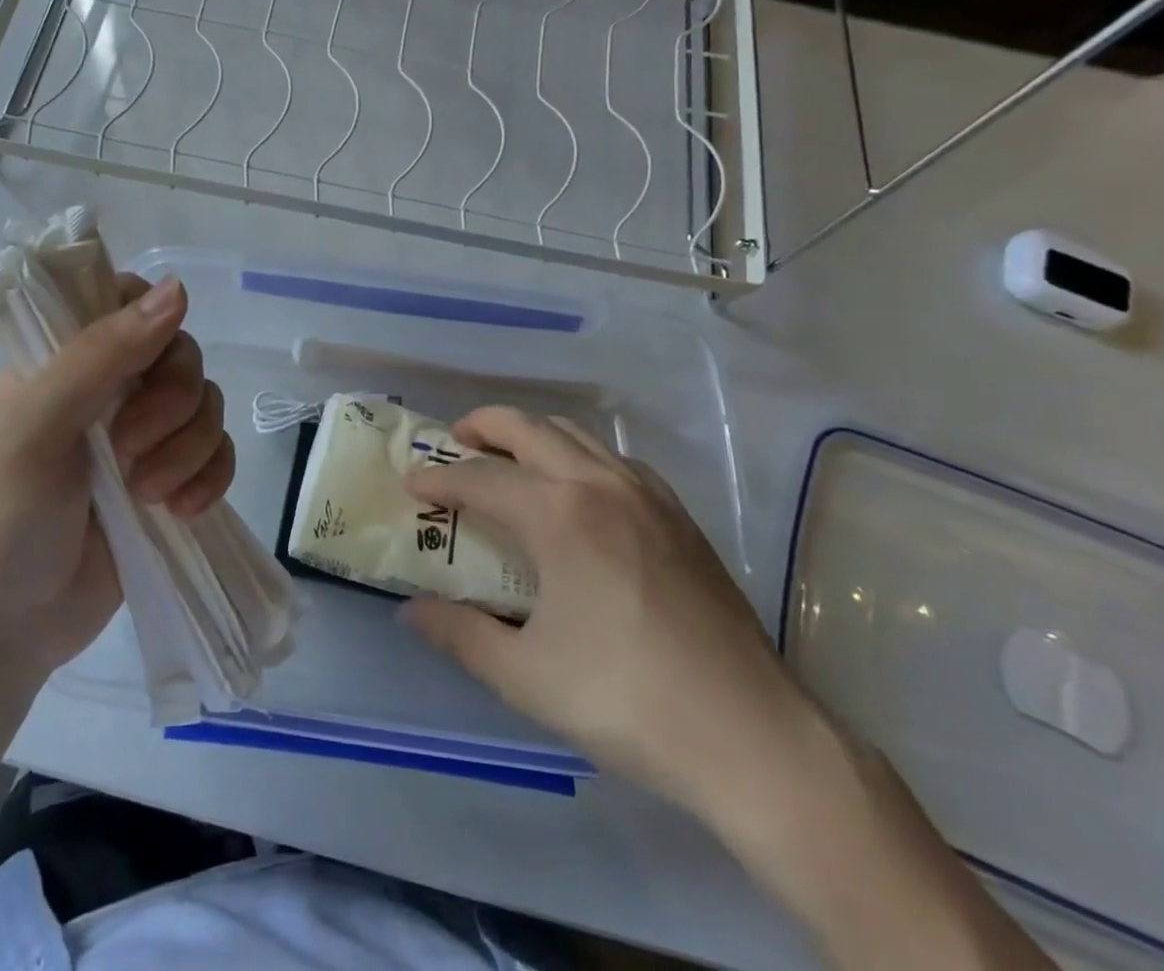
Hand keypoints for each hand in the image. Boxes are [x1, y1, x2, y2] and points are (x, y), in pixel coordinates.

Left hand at [0, 275, 234, 680]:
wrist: (6, 630)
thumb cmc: (2, 518)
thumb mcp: (39, 425)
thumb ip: (103, 353)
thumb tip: (179, 288)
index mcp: (64, 360)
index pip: (126, 301)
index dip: (151, 320)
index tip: (149, 360)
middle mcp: (108, 388)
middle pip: (181, 355)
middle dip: (171, 404)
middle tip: (130, 450)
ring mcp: (142, 436)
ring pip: (206, 405)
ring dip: (189, 449)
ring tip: (147, 495)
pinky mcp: (170, 480)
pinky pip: (219, 453)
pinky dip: (210, 478)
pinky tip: (180, 511)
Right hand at [401, 407, 820, 829]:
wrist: (751, 736)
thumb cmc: (626, 701)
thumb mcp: (525, 677)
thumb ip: (460, 635)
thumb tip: (412, 611)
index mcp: (557, 515)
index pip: (480, 479)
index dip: (439, 480)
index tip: (412, 485)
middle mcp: (598, 485)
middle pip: (528, 428)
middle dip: (482, 426)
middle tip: (454, 442)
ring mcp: (645, 495)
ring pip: (575, 435)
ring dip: (532, 434)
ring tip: (509, 457)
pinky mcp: (679, 515)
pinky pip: (616, 460)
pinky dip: (581, 455)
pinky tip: (580, 488)